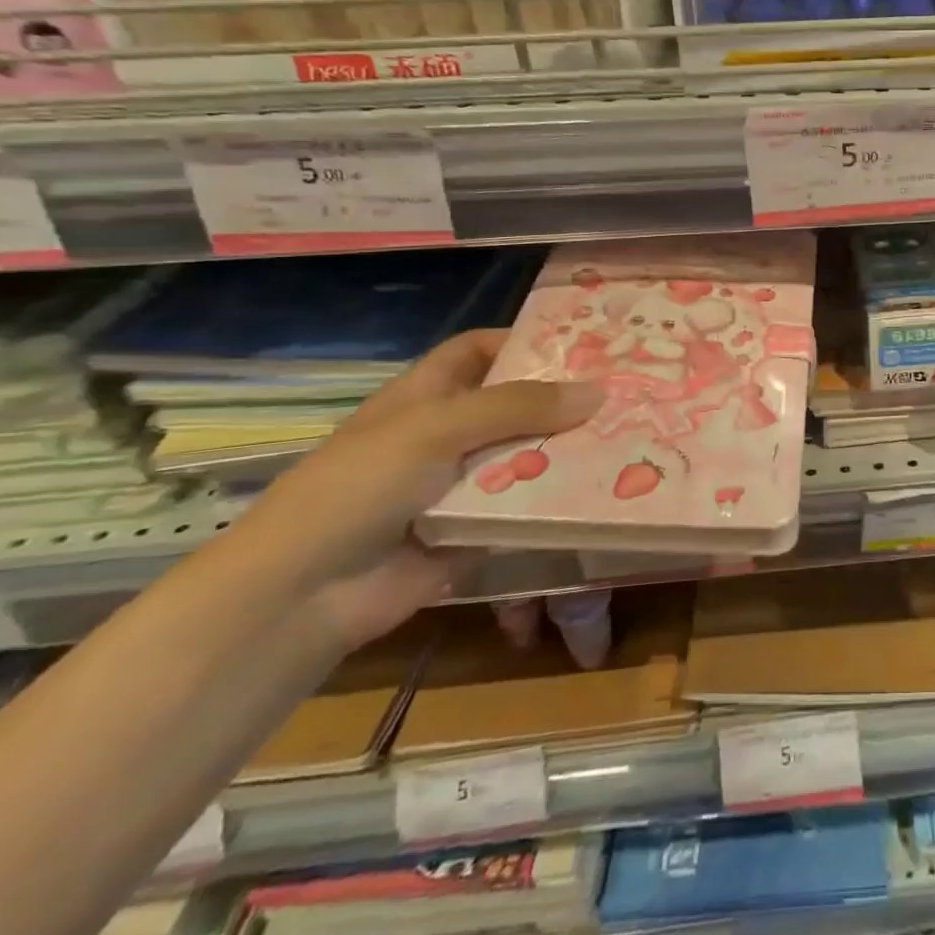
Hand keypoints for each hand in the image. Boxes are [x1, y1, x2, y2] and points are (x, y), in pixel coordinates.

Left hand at [228, 330, 603, 651]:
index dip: (521, 340)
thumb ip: (517, 407)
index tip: (582, 341)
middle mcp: (446, 434)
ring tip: (629, 436)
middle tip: (624, 390)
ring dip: (568, 449)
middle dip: (561, 398)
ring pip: (525, 455)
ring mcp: (461, 484)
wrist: (305, 595)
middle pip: (513, 404)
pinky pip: (525, 505)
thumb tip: (598, 391)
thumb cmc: (360, 487)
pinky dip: (558, 498)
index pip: (477, 351)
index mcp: (424, 397)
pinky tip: (605, 489)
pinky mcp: (476, 528)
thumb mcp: (436, 428)